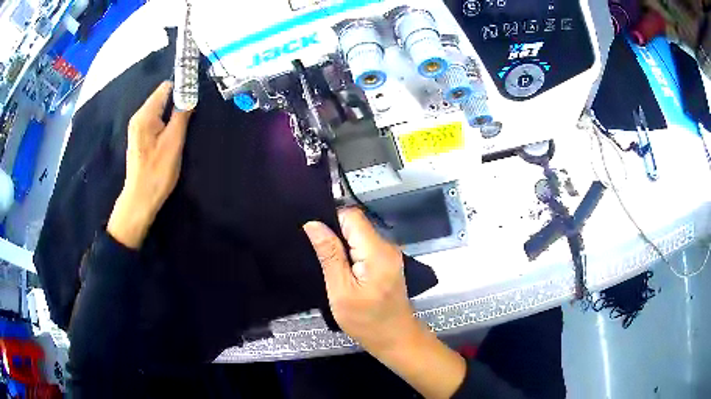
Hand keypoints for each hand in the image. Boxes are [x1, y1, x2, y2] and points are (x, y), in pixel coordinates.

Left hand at [107, 82, 191, 248]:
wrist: (140, 199)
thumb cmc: (157, 171)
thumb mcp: (173, 142)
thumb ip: (181, 115)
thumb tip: (190, 94)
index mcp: (145, 114)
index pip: (165, 87)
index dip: (182, 87)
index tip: (195, 96)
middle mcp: (138, 116)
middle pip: (161, 98)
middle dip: (177, 102)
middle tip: (192, 114)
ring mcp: (137, 128)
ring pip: (158, 110)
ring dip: (171, 114)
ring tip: (183, 126)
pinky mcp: (138, 138)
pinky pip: (154, 121)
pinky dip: (164, 123)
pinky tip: (171, 135)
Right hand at [303, 208, 418, 352]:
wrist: (396, 339)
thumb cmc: (366, 321)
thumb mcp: (341, 291)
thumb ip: (329, 255)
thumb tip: (313, 224)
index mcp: (376, 251)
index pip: (351, 216)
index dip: (330, 220)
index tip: (312, 236)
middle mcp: (387, 246)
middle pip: (356, 224)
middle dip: (334, 233)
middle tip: (314, 252)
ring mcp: (389, 254)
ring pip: (359, 235)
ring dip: (341, 245)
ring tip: (325, 262)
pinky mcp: (387, 262)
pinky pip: (364, 247)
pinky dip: (350, 253)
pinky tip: (341, 269)